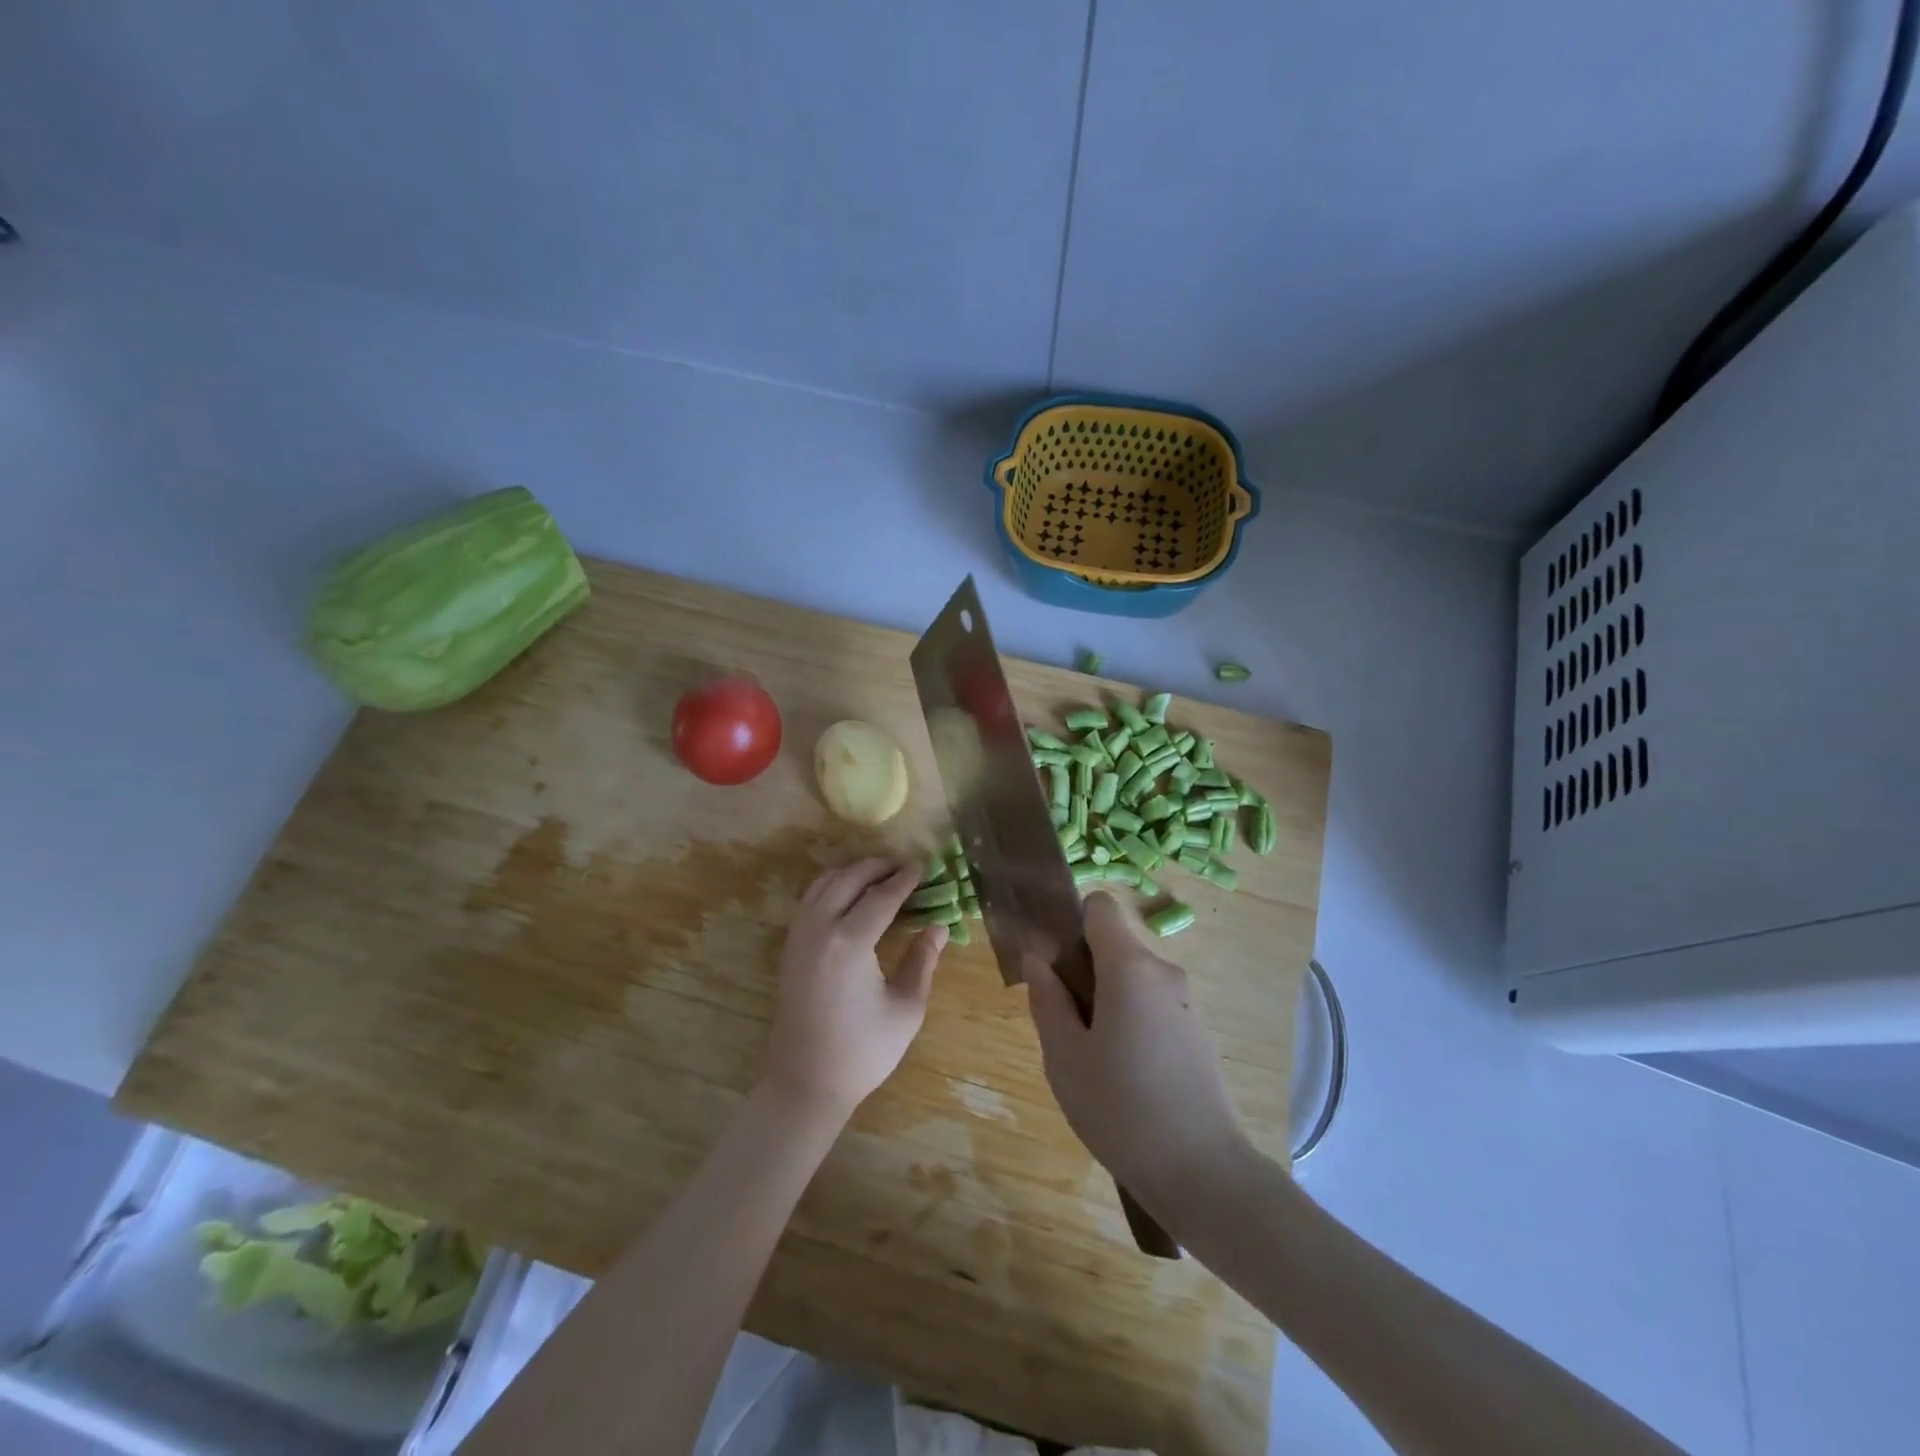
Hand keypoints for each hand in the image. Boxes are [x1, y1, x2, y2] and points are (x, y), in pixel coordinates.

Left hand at [762, 859, 946, 1120]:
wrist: (806, 1082)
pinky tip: (850, 897)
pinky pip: (810, 900)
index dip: (904, 879)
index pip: (881, 896)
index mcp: (850, 943)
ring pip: (823, 883)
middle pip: (848, 879)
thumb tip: (939, 926)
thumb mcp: (906, 1007)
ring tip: (879, 876)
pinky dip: (832, 886)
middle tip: (904, 868)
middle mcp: (819, 929)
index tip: (923, 866)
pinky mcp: (789, 947)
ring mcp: (798, 936)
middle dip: (877, 867)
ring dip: (852, 873)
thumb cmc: (863, 1050)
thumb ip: (923, 960)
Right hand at [1025, 893, 1253, 1216]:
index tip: (1055, 964)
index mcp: (1129, 966)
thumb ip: (1047, 998)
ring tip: (1094, 1056)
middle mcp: (1163, 971)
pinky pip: (1153, 1001)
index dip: (1072, 924)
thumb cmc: (1121, 1109)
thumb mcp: (1064, 1056)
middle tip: (1066, 1024)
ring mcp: (1186, 1000)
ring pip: (1133, 976)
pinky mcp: (1198, 1029)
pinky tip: (1124, 1071)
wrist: (1202, 1172)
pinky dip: (1132, 1017)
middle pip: (1115, 944)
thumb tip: (1037, 959)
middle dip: (1085, 969)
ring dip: (1107, 997)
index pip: (1100, 907)